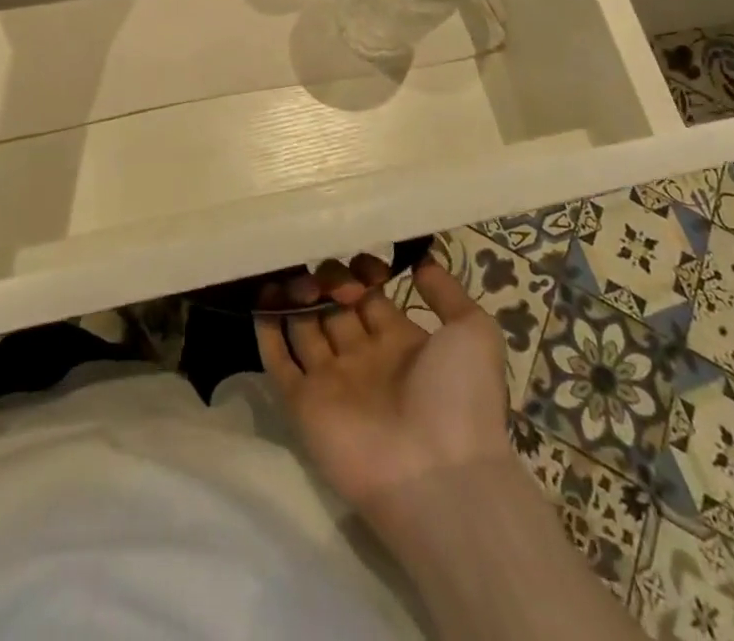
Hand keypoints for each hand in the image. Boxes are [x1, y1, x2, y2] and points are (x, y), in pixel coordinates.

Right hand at [257, 255, 512, 528]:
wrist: (439, 474)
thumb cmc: (458, 396)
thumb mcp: (474, 332)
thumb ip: (448, 292)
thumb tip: (420, 261)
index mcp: (401, 344)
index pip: (371, 297)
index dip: (362, 274)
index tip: (360, 260)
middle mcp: (363, 359)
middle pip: (334, 309)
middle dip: (326, 281)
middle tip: (320, 264)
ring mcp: (332, 382)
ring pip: (304, 328)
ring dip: (294, 297)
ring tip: (288, 269)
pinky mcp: (304, 404)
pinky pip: (279, 363)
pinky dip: (266, 331)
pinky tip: (258, 295)